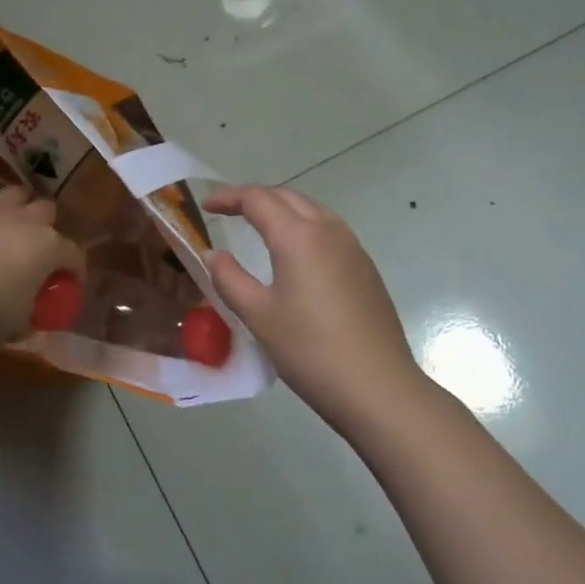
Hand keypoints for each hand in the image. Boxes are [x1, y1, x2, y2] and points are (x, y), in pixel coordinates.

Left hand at [0, 185, 84, 343]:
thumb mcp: (19, 325)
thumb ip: (30, 318)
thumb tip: (33, 323)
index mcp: (48, 247)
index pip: (74, 254)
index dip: (76, 269)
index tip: (71, 283)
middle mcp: (23, 220)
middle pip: (46, 209)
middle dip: (46, 224)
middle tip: (36, 246)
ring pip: (11, 193)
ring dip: (13, 206)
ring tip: (6, 224)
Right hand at [206, 185, 426, 433]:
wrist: (378, 387)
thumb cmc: (310, 351)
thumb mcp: (258, 315)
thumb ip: (229, 279)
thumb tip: (214, 254)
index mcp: (297, 236)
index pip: (257, 199)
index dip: (229, 197)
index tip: (206, 206)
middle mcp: (328, 230)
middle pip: (287, 196)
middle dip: (255, 197)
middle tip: (228, 211)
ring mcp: (352, 247)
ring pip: (312, 209)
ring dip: (282, 208)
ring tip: (259, 225)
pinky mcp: (366, 268)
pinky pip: (329, 229)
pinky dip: (304, 225)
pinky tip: (296, 252)